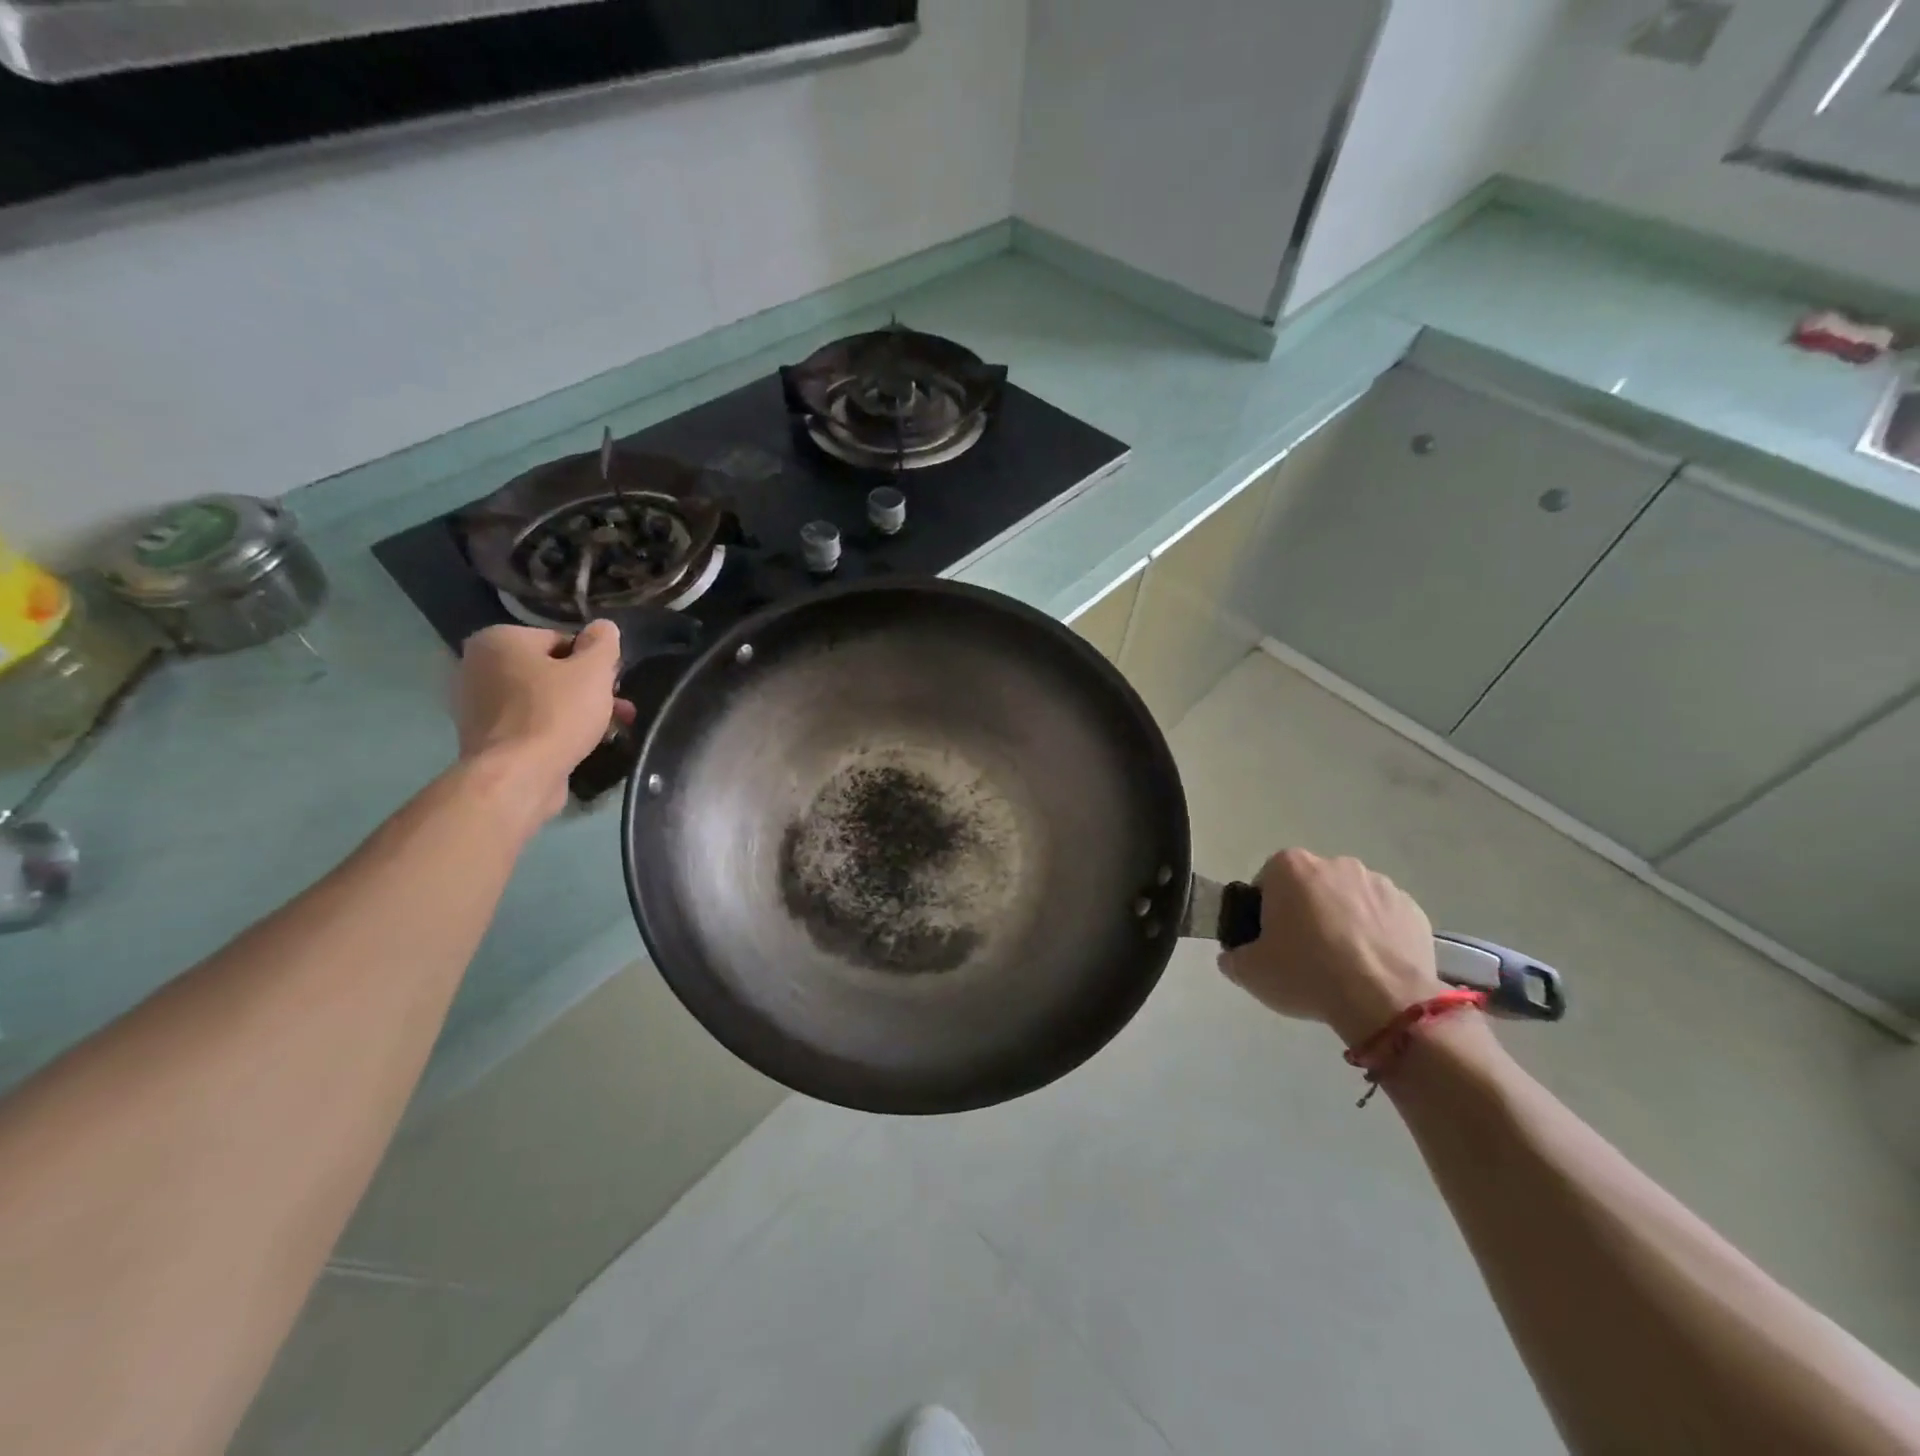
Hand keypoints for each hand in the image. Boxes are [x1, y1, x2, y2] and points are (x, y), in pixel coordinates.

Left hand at [451, 623, 634, 823]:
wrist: (517, 776)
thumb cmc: (556, 714)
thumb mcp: (593, 671)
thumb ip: (603, 643)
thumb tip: (603, 627)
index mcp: (499, 640)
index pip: (561, 639)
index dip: (593, 662)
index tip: (613, 684)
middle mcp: (477, 665)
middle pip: (550, 670)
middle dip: (588, 688)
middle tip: (618, 708)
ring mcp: (476, 704)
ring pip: (542, 698)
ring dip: (577, 709)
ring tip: (608, 730)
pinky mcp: (485, 736)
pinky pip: (529, 723)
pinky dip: (554, 729)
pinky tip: (580, 744)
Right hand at [1218, 850, 1447, 1047]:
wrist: (1385, 1001)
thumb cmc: (1307, 974)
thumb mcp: (1250, 972)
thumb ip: (1233, 957)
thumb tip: (1233, 956)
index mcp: (1289, 867)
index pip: (1266, 883)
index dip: (1264, 913)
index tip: (1270, 942)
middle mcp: (1334, 863)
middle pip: (1309, 887)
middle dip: (1306, 912)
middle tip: (1304, 954)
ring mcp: (1378, 883)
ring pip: (1348, 900)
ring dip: (1343, 921)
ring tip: (1344, 965)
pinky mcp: (1411, 908)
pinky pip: (1383, 917)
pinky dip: (1376, 935)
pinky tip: (1373, 967)